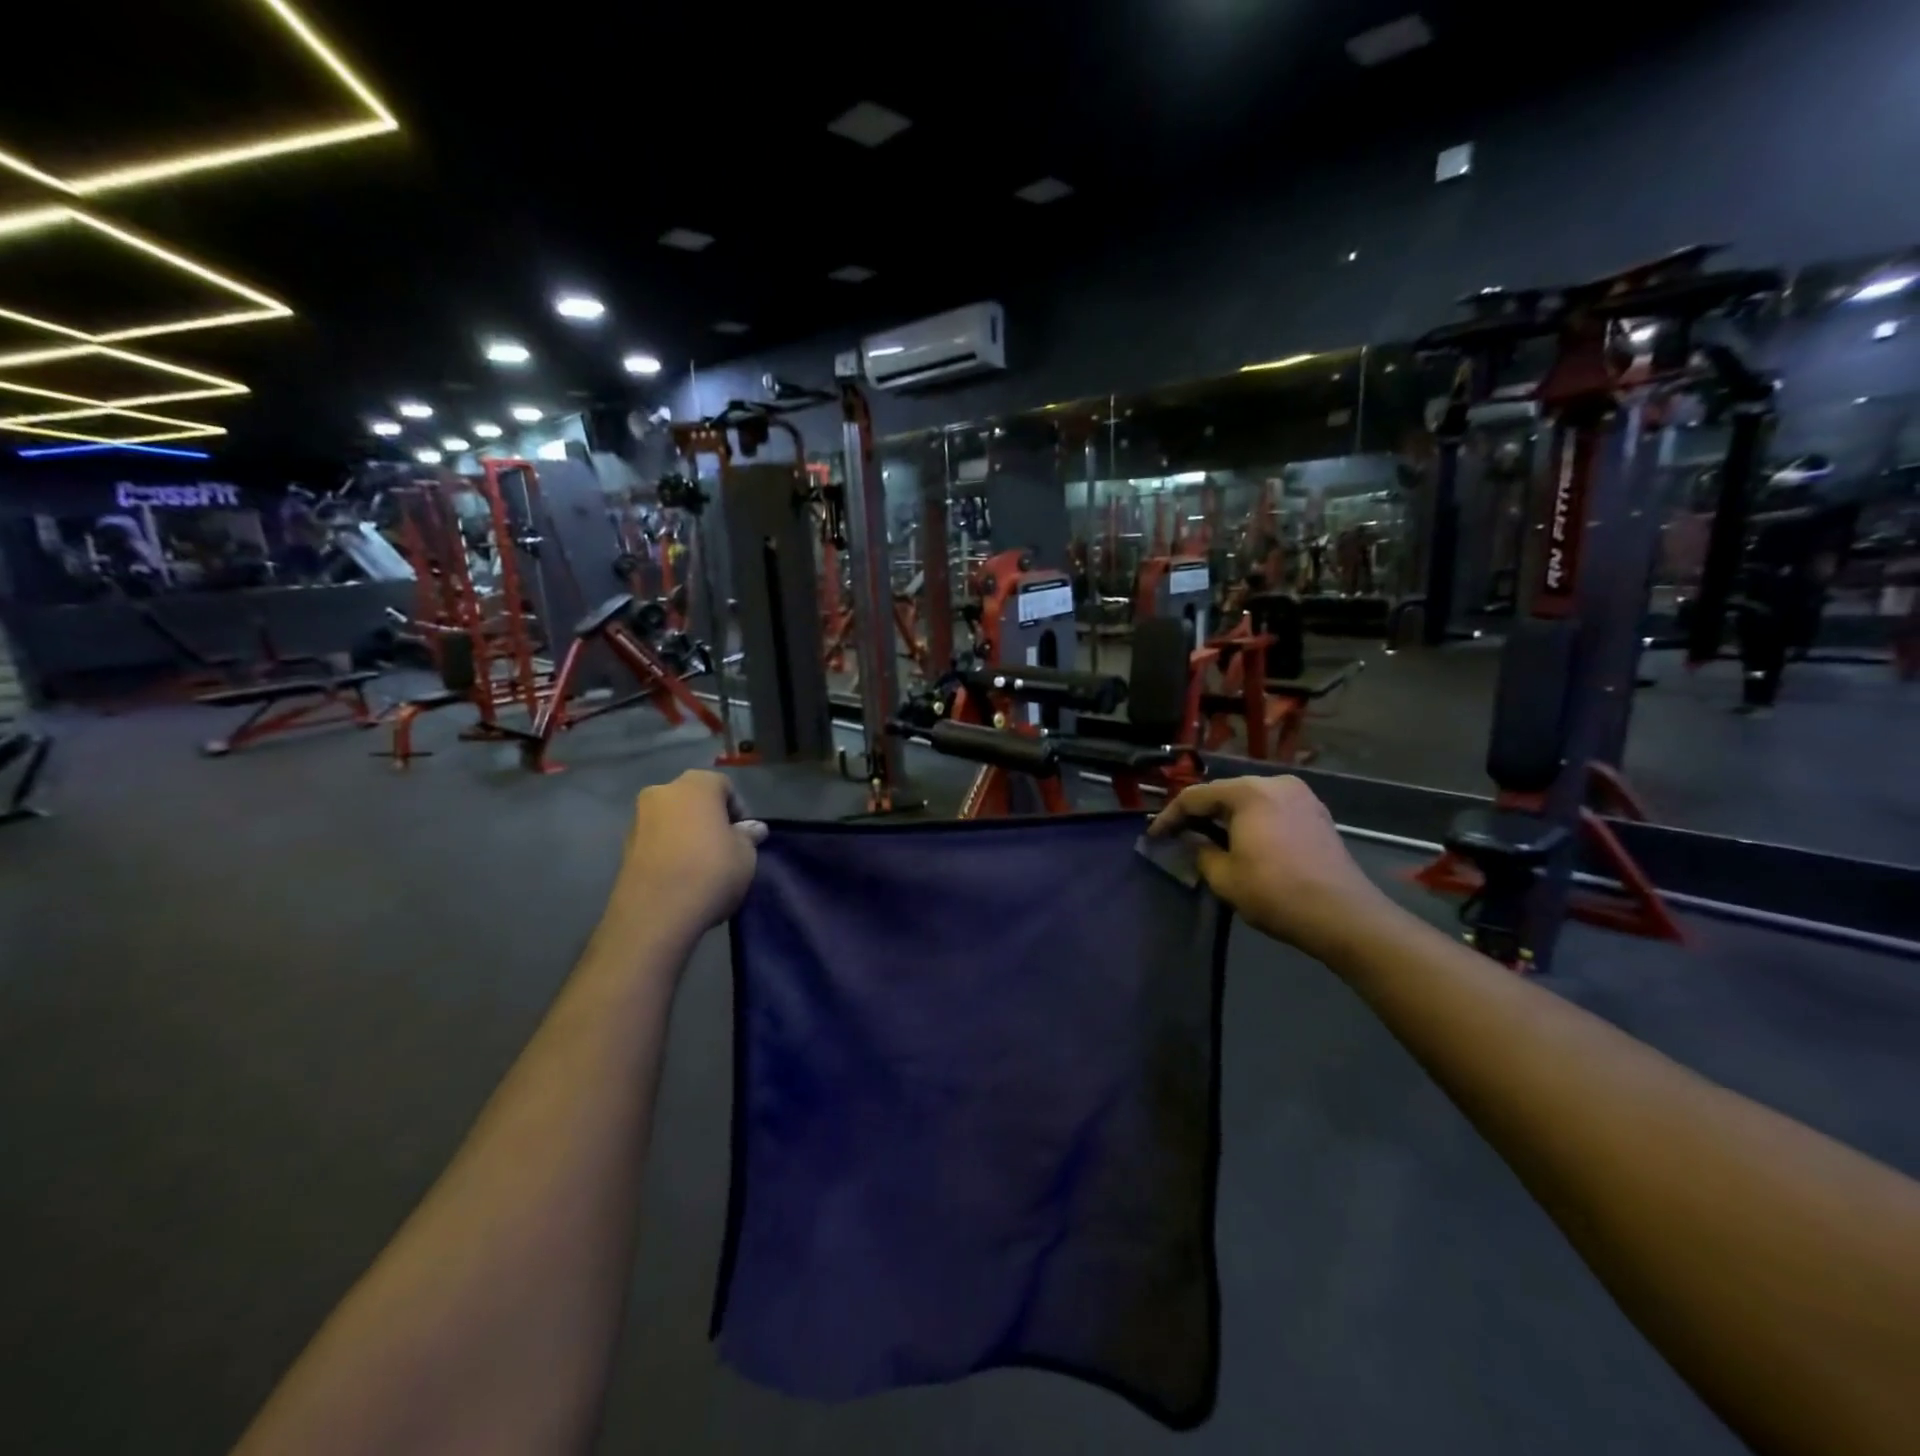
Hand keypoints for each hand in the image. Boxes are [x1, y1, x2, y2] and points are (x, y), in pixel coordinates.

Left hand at [612, 771, 767, 935]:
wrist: (654, 915)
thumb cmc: (710, 872)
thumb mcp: (745, 855)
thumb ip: (748, 836)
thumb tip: (753, 829)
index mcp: (695, 785)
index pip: (723, 785)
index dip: (738, 809)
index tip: (744, 835)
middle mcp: (662, 792)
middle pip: (693, 799)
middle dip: (709, 818)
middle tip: (724, 846)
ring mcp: (638, 819)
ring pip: (672, 819)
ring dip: (686, 833)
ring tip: (701, 864)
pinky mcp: (624, 847)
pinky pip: (656, 840)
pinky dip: (669, 850)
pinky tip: (680, 875)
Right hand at [1149, 775, 1388, 959]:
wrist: (1343, 915)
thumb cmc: (1276, 892)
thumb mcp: (1224, 877)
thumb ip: (1201, 851)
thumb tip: (1195, 841)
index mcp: (1249, 792)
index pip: (1195, 796)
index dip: (1170, 816)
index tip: (1154, 836)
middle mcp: (1275, 783)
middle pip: (1224, 792)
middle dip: (1199, 813)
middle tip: (1178, 834)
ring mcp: (1301, 796)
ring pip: (1249, 799)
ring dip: (1226, 816)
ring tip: (1207, 838)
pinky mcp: (1316, 814)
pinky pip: (1271, 809)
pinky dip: (1251, 820)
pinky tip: (1242, 840)